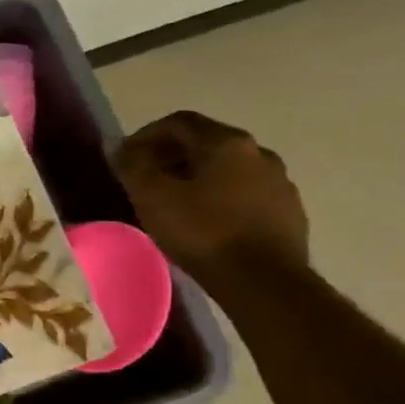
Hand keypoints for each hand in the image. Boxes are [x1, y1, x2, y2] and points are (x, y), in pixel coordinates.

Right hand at [113, 111, 308, 290]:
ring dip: (196, 177)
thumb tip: (116, 144)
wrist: (263, 281)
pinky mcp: (288, 211)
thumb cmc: (201, 232)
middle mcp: (258, 152)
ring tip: (173, 203)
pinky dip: (219, 197)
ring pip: (227, 168)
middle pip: (205, 142)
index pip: (179, 122)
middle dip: (170, 156)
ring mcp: (279, 182)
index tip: (125, 159)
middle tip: (145, 181)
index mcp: (226, 142)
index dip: (146, 135)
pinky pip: (245, 193)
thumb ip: (132, 164)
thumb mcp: (151, 196)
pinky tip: (205, 222)